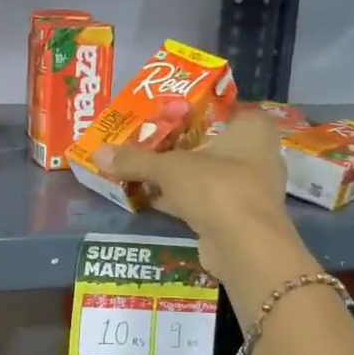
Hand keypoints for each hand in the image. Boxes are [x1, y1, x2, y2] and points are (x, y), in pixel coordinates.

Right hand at [93, 109, 300, 273]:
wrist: (245, 247)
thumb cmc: (216, 187)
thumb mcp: (168, 168)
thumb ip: (134, 159)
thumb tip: (97, 153)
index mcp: (251, 128)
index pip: (220, 107)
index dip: (190, 108)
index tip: (160, 110)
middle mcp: (256, 153)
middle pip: (207, 141)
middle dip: (174, 143)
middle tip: (142, 137)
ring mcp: (247, 187)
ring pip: (203, 172)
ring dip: (174, 173)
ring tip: (138, 166)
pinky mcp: (235, 215)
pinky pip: (202, 197)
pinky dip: (178, 197)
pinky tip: (148, 196)